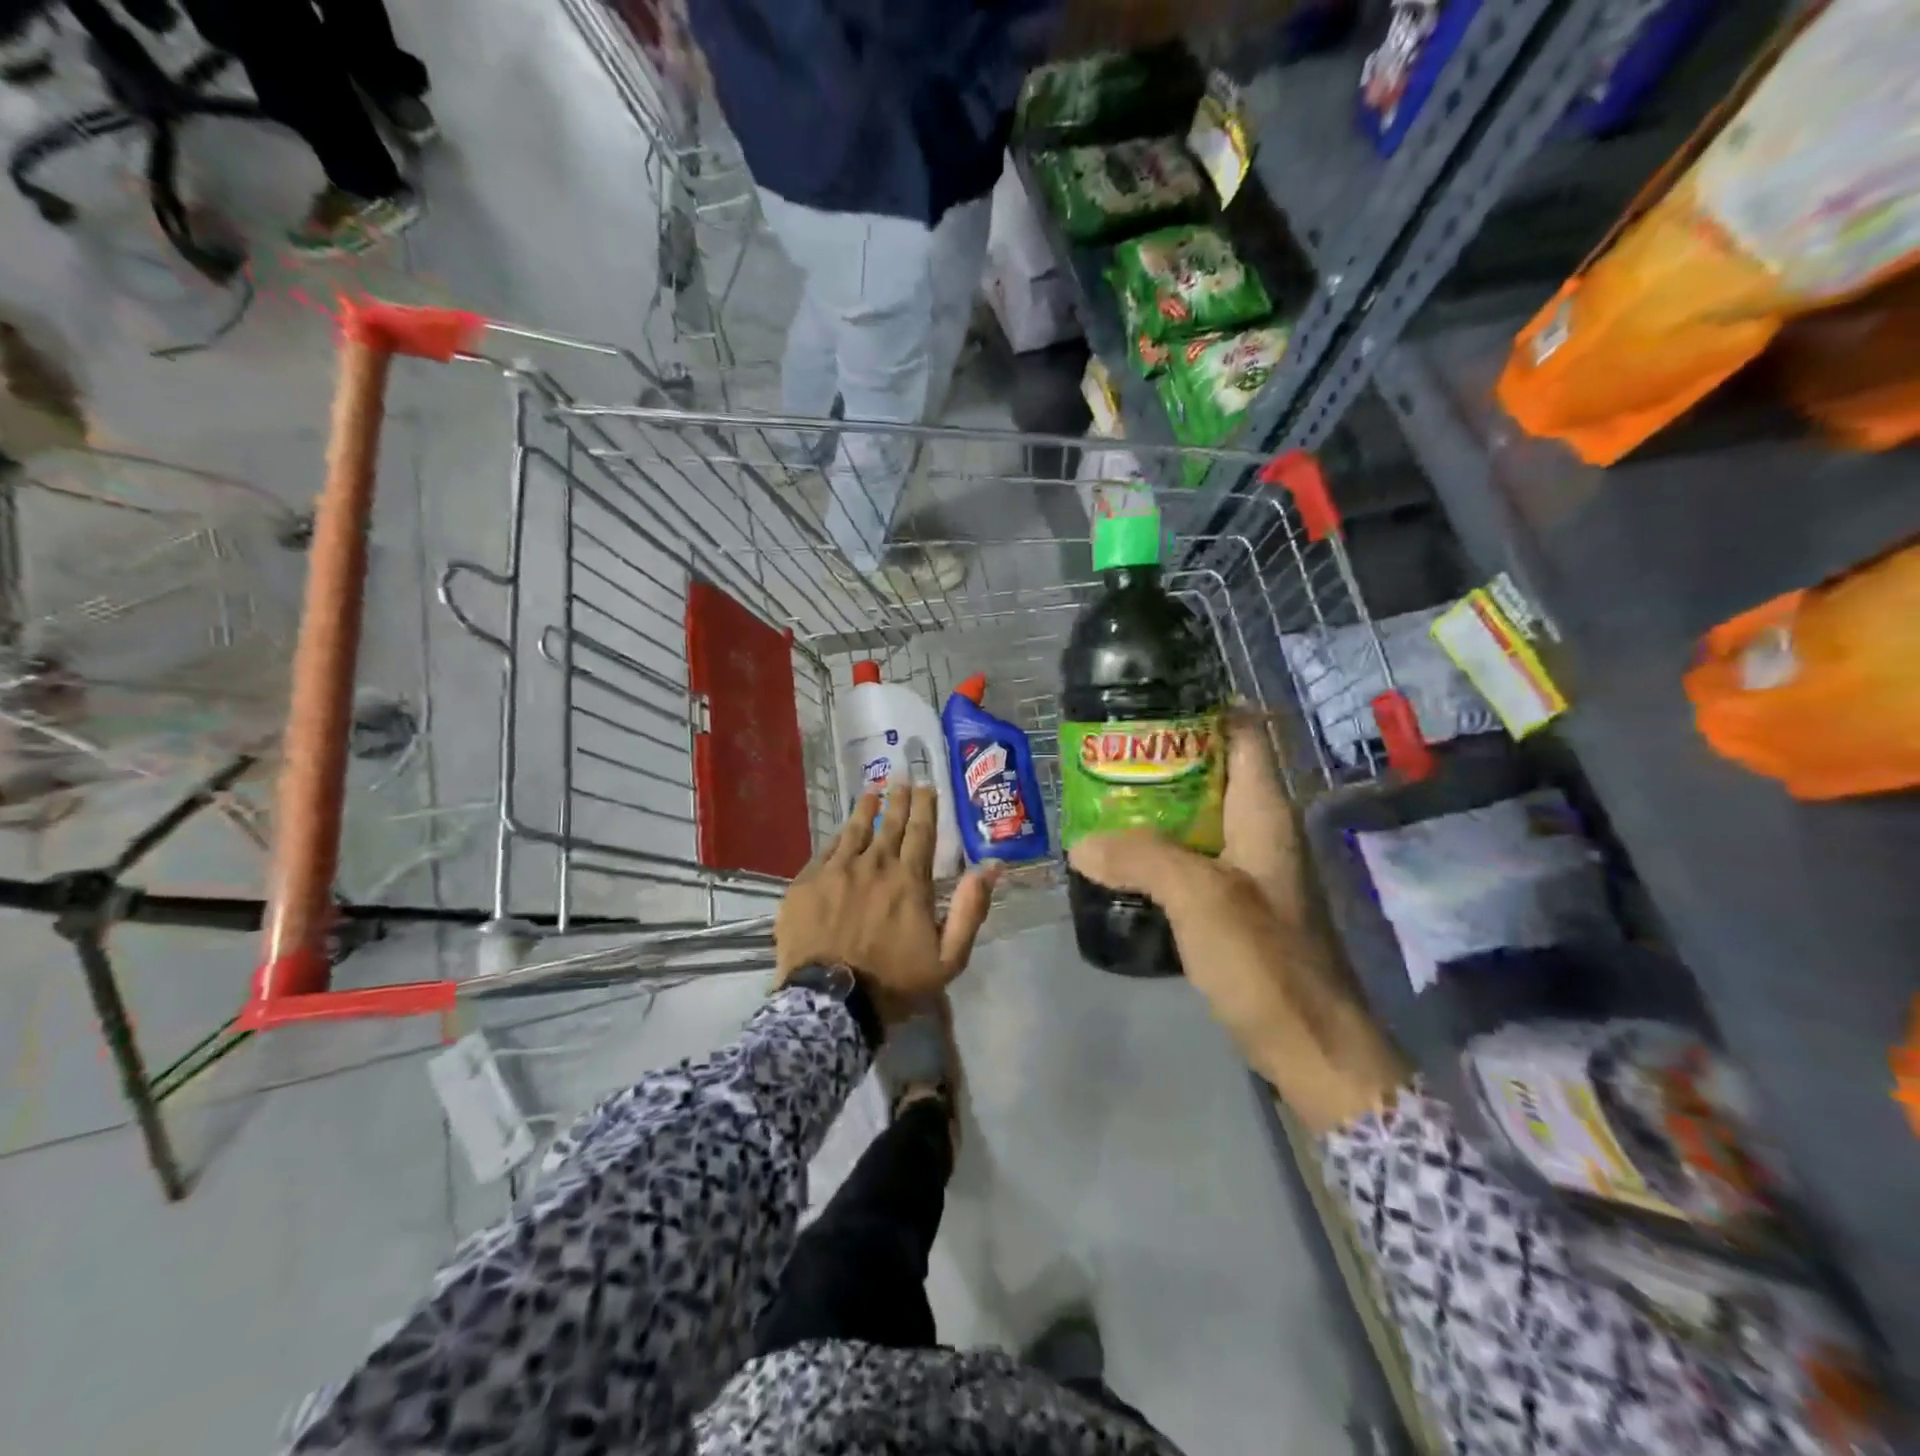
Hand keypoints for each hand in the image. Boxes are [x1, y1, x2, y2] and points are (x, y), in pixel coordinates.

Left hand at [777, 784, 999, 1019]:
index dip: (925, 807)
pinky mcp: (807, 883)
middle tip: (902, 779)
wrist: (831, 1003)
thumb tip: (990, 868)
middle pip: (889, 823)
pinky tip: (840, 830)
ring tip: (872, 792)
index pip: (921, 832)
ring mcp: (837, 871)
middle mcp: (875, 865)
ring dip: (865, 809)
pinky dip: (837, 837)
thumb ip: (971, 910)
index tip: (927, 787)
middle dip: (898, 800)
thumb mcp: (948, 957)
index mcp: (910, 880)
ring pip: (854, 830)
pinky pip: (825, 850)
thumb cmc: (894, 983)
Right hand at [1068, 714, 1407, 1132]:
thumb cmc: (1266, 962)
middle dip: (1160, 757)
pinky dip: (1153, 850)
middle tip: (1103, 753)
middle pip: (1211, 771)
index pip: (1245, 733)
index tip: (1149, 700)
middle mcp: (1257, 831)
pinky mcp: (1231, 906)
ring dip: (1152, 806)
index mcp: (1263, 812)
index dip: (1205, 707)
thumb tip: (1082, 843)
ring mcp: (1245, 870)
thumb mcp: (1201, 899)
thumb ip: (1142, 860)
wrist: (1311, 1048)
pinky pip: (1187, 859)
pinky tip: (1116, 859)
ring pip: (1194, 817)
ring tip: (1097, 797)